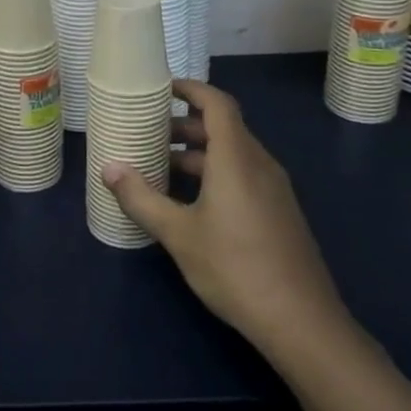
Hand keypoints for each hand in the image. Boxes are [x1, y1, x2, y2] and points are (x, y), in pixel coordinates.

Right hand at [102, 79, 348, 359]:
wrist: (301, 322)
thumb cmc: (235, 268)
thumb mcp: (178, 234)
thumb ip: (141, 198)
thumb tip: (109, 169)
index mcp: (237, 158)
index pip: (217, 104)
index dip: (191, 89)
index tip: (161, 88)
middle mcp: (260, 164)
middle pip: (224, 127)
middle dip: (186, 124)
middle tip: (149, 132)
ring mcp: (274, 189)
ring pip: (233, 154)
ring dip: (198, 152)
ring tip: (161, 166)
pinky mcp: (279, 212)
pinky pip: (244, 175)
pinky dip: (215, 173)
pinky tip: (191, 201)